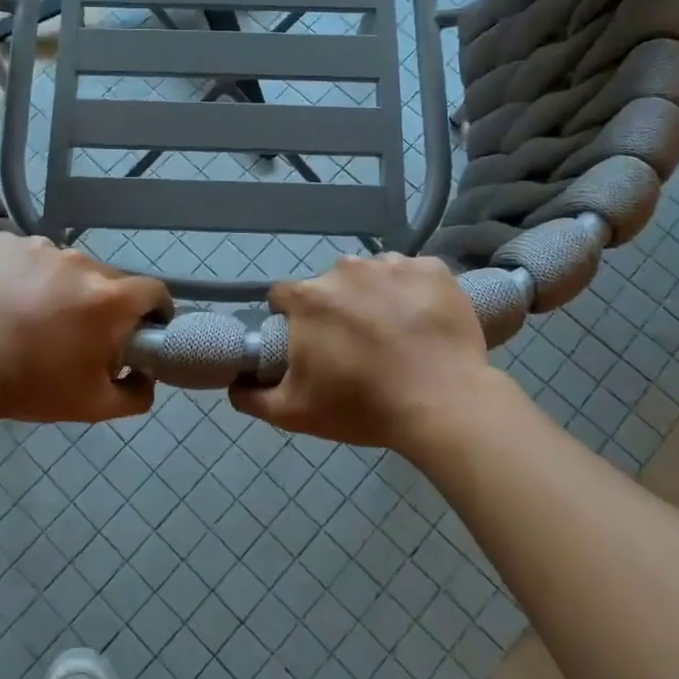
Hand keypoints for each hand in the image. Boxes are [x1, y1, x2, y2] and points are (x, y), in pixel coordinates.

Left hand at [0, 234, 170, 423]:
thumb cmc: (29, 387)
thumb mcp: (92, 406)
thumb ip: (136, 394)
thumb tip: (147, 376)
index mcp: (110, 298)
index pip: (154, 291)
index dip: (154, 310)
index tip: (140, 328)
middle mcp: (81, 262)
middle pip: (108, 278)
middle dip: (102, 303)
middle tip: (76, 332)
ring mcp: (40, 246)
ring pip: (67, 265)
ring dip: (62, 286)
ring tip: (33, 315)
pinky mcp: (4, 242)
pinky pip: (28, 254)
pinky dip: (25, 272)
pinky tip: (6, 297)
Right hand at [232, 253, 490, 450]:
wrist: (444, 405)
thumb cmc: (363, 407)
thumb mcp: (294, 414)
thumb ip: (252, 397)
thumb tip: (235, 382)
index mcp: (308, 298)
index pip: (284, 297)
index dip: (292, 320)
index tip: (309, 343)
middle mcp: (344, 269)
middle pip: (329, 285)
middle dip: (336, 309)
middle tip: (357, 347)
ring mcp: (392, 265)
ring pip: (372, 275)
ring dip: (375, 297)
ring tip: (396, 336)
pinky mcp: (433, 269)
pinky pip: (414, 274)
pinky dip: (414, 292)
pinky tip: (424, 323)